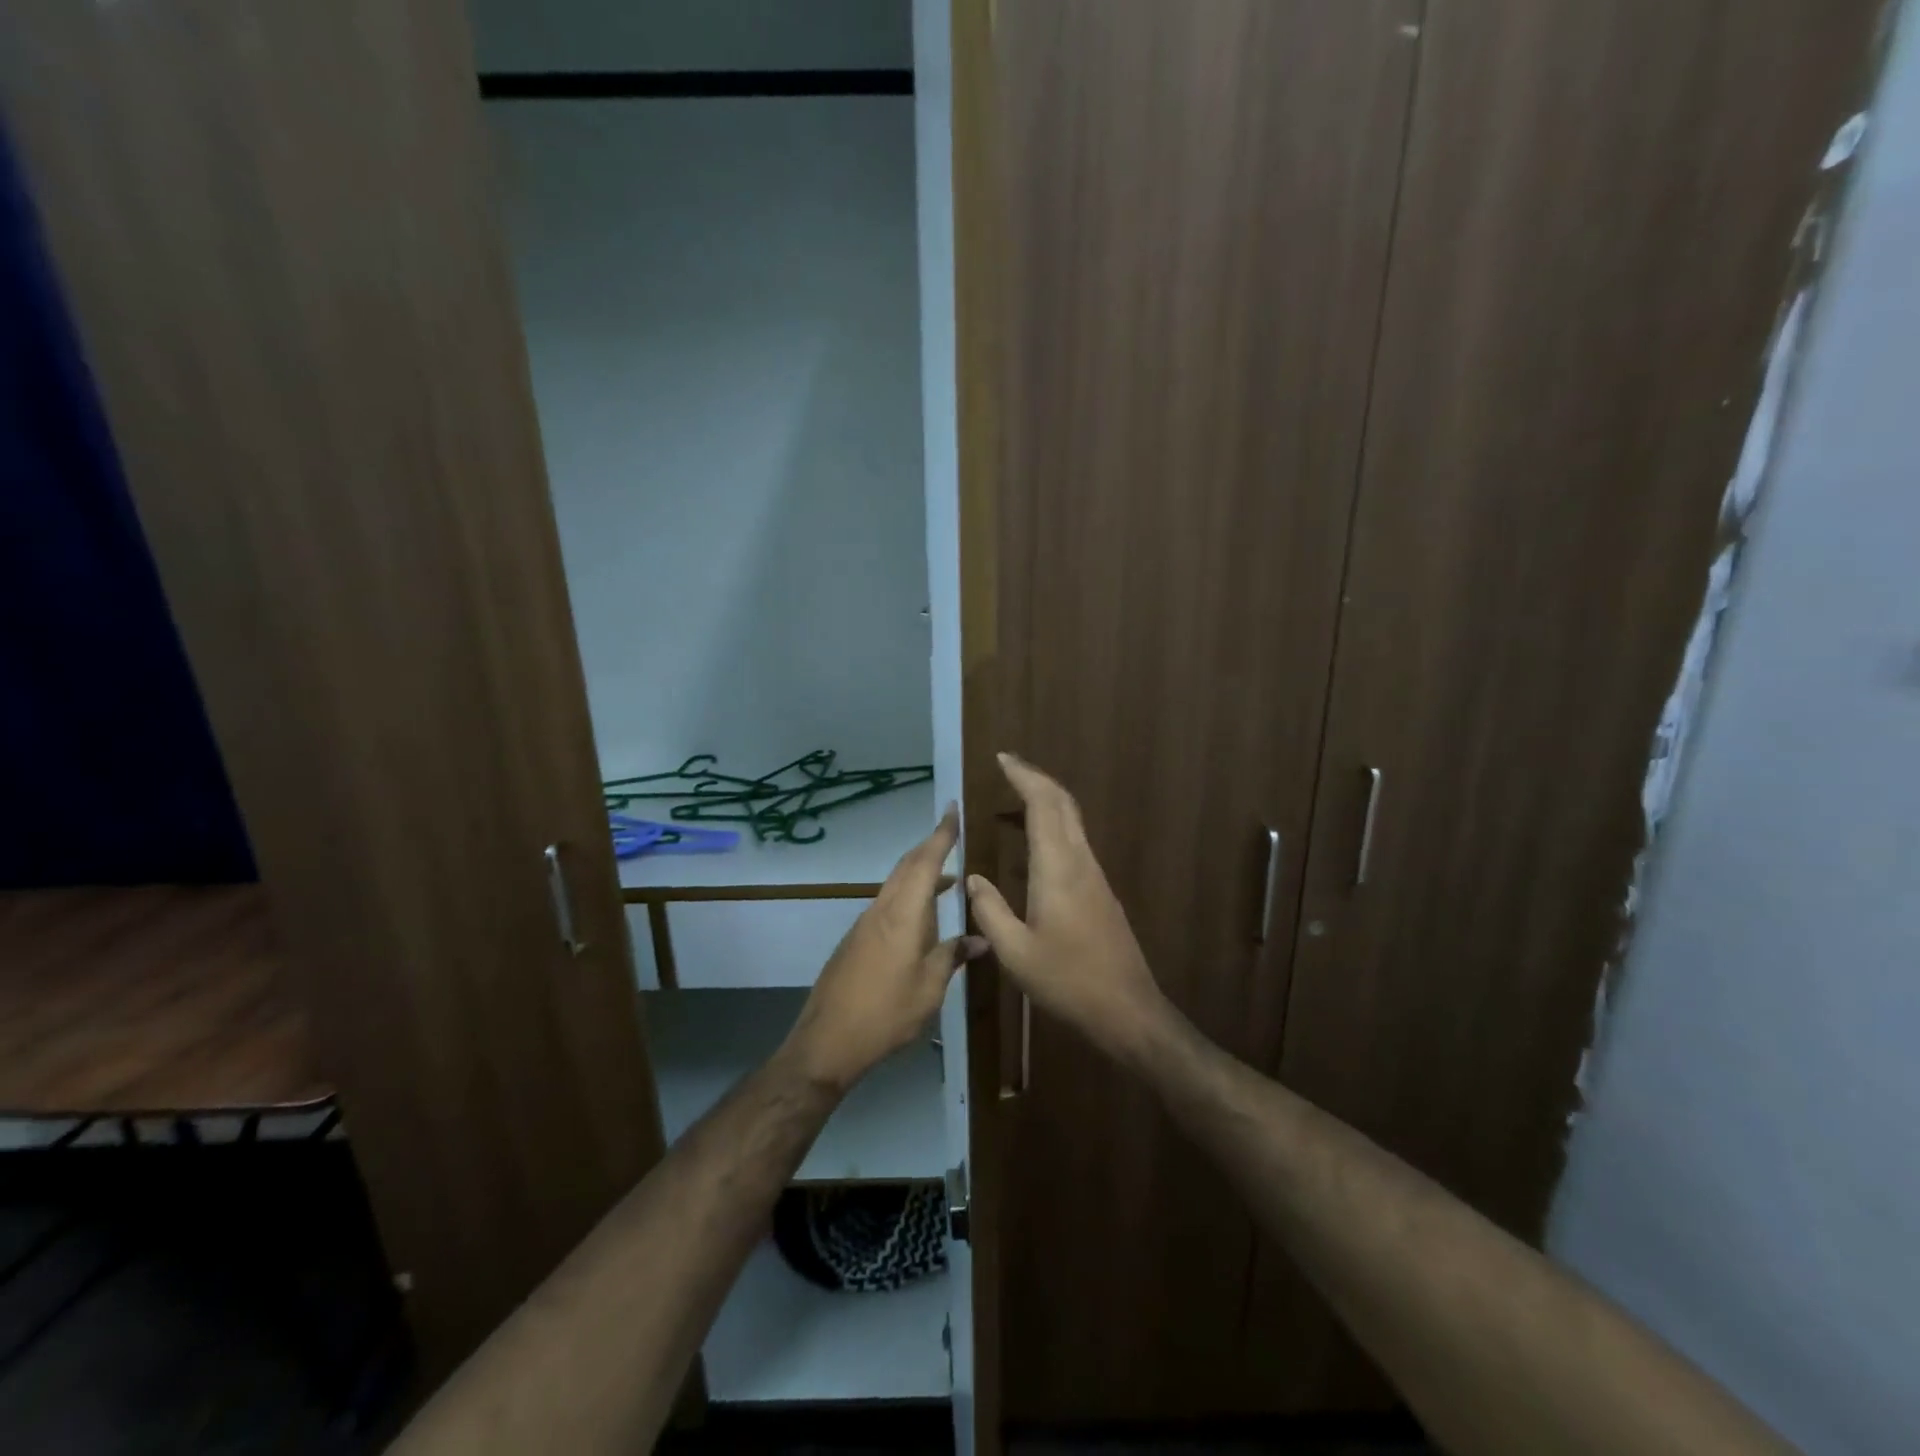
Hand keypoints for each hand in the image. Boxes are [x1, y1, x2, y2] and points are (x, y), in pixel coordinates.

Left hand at [783, 804, 985, 1092]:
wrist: (827, 1040)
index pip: (925, 862)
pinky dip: (909, 896)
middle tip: (954, 836)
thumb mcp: (929, 989)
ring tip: (949, 879)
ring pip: (896, 884)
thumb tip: (981, 939)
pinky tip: (923, 917)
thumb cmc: (885, 1014)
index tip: (952, 809)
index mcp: (903, 915)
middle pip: (907, 866)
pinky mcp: (857, 940)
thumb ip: (953, 957)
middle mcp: (881, 910)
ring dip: (920, 873)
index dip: (941, 835)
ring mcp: (865, 924)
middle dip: (931, 847)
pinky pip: (888, 903)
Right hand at [966, 753, 1173, 1060]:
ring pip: (1072, 820)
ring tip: (1016, 797)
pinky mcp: (1101, 890)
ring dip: (1047, 799)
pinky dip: (1054, 823)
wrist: (1126, 1009)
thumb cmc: (1067, 981)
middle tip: (1008, 767)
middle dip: (1036, 778)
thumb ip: (990, 910)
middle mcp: (1080, 861)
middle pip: (1063, 803)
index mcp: (1057, 868)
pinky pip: (1075, 840)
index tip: (1002, 759)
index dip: (1024, 776)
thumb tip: (972, 879)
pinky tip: (1036, 840)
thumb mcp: (1015, 952)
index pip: (1043, 804)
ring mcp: (1095, 875)